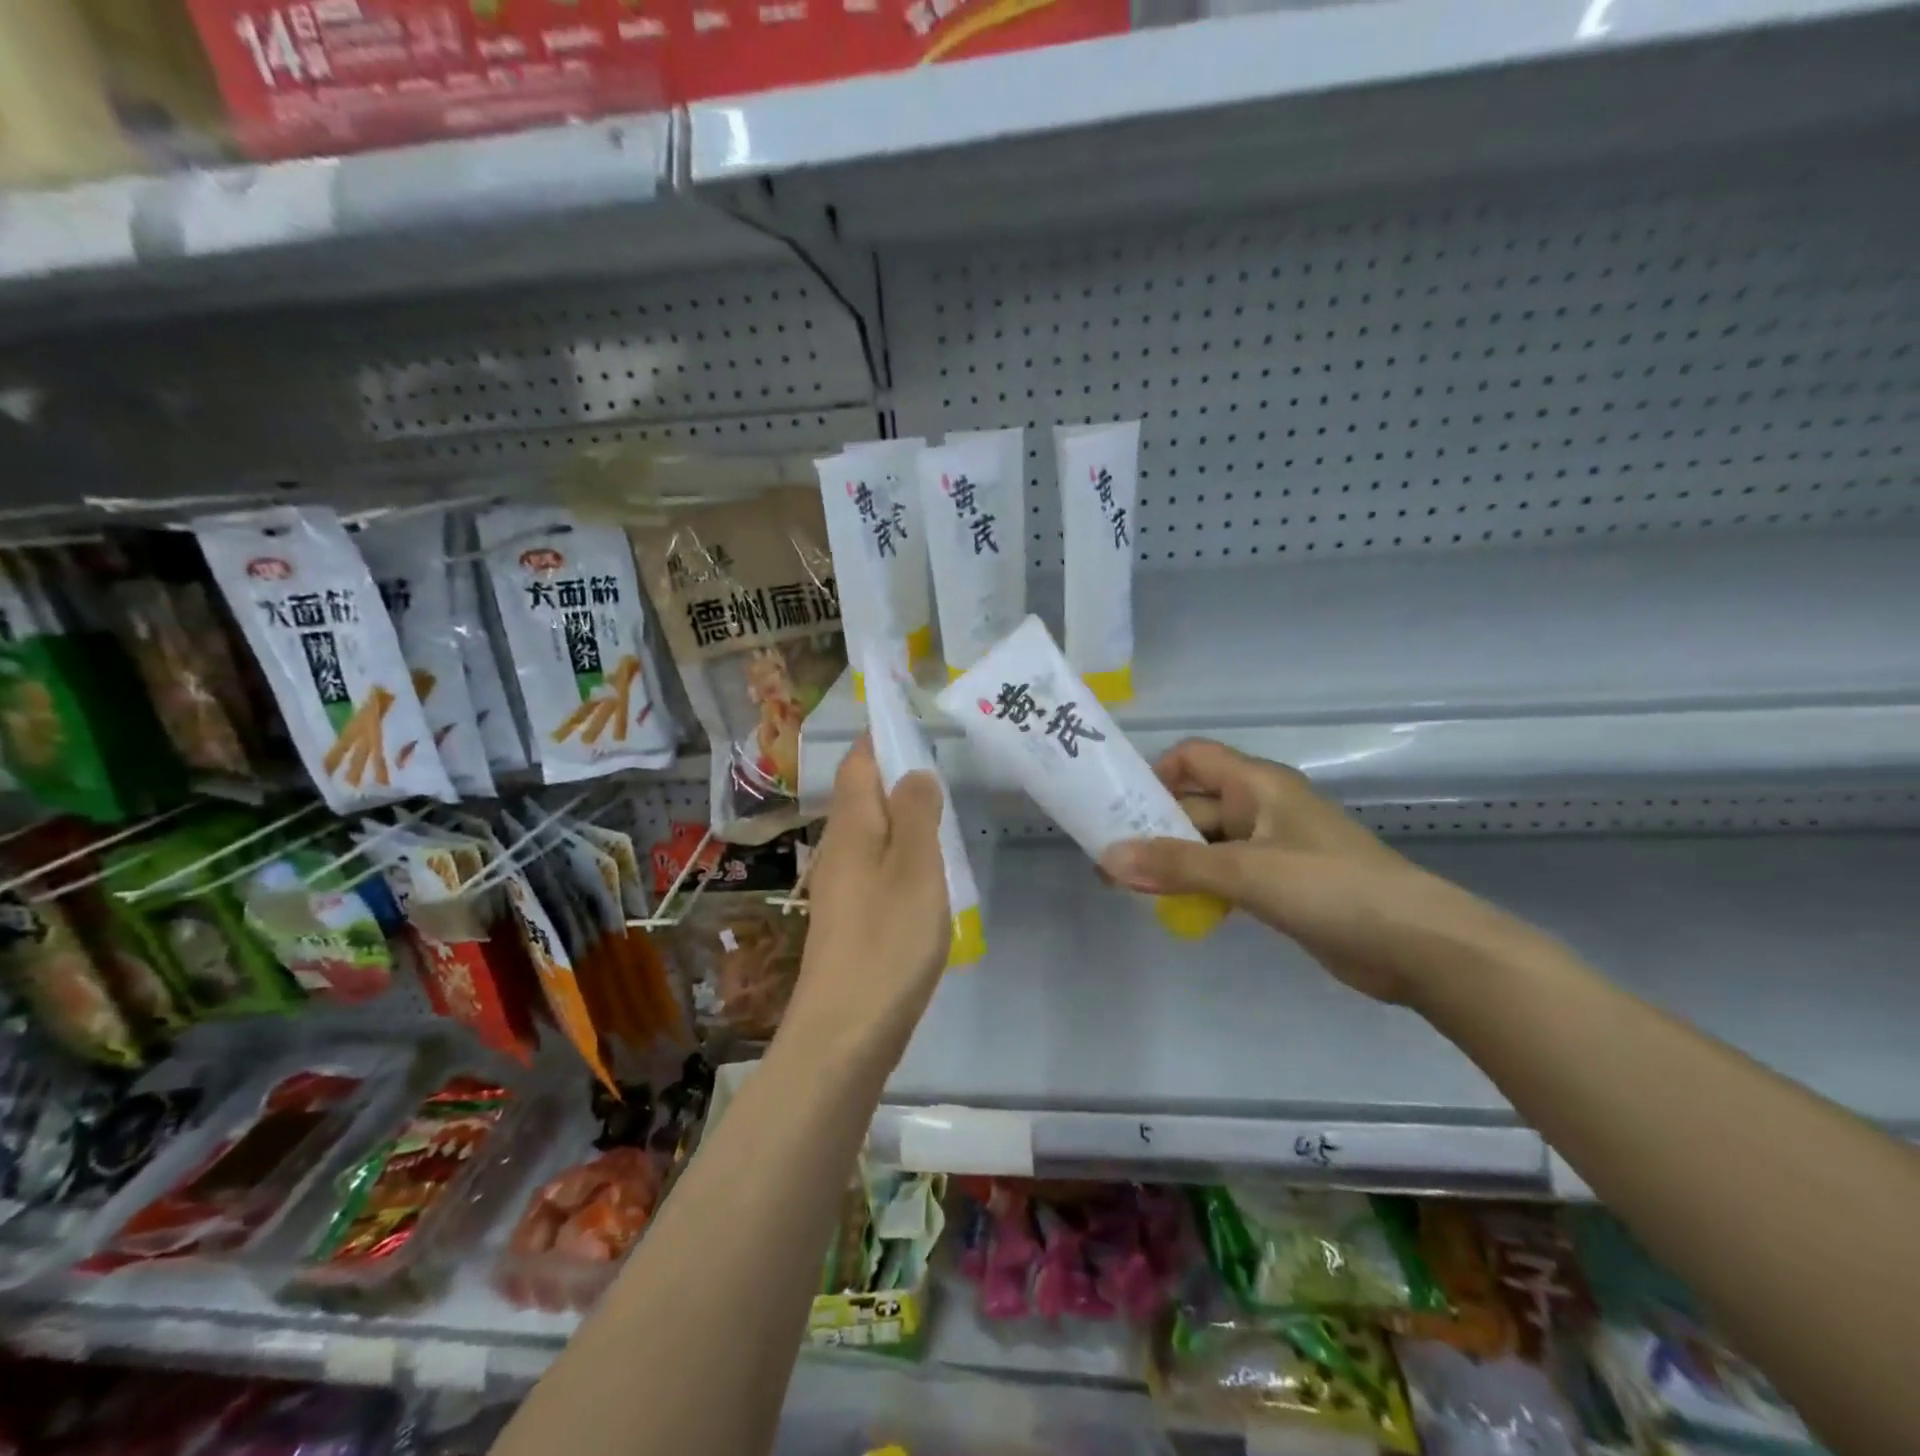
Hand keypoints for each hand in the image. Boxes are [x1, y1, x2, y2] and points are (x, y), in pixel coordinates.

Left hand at [778, 738, 951, 1075]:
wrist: (846, 1032)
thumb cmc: (887, 941)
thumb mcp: (916, 868)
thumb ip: (917, 814)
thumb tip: (914, 772)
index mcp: (851, 828)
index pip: (857, 764)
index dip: (879, 740)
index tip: (913, 724)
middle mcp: (838, 851)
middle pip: (862, 798)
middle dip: (895, 777)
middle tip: (943, 769)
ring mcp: (841, 889)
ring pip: (871, 836)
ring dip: (901, 819)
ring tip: (943, 817)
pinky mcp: (851, 922)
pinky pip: (876, 870)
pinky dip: (901, 858)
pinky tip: (927, 876)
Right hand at [1098, 739, 1511, 1004]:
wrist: (1416, 945)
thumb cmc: (1331, 888)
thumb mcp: (1247, 871)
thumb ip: (1176, 865)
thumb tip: (1107, 859)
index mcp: (1258, 785)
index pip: (1193, 758)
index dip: (1154, 774)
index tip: (1119, 808)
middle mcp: (1261, 808)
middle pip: (1194, 804)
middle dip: (1152, 828)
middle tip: (1108, 861)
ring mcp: (1272, 848)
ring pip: (1207, 844)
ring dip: (1172, 862)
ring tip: (1128, 888)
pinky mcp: (1281, 885)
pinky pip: (1226, 874)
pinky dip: (1199, 885)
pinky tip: (1175, 908)